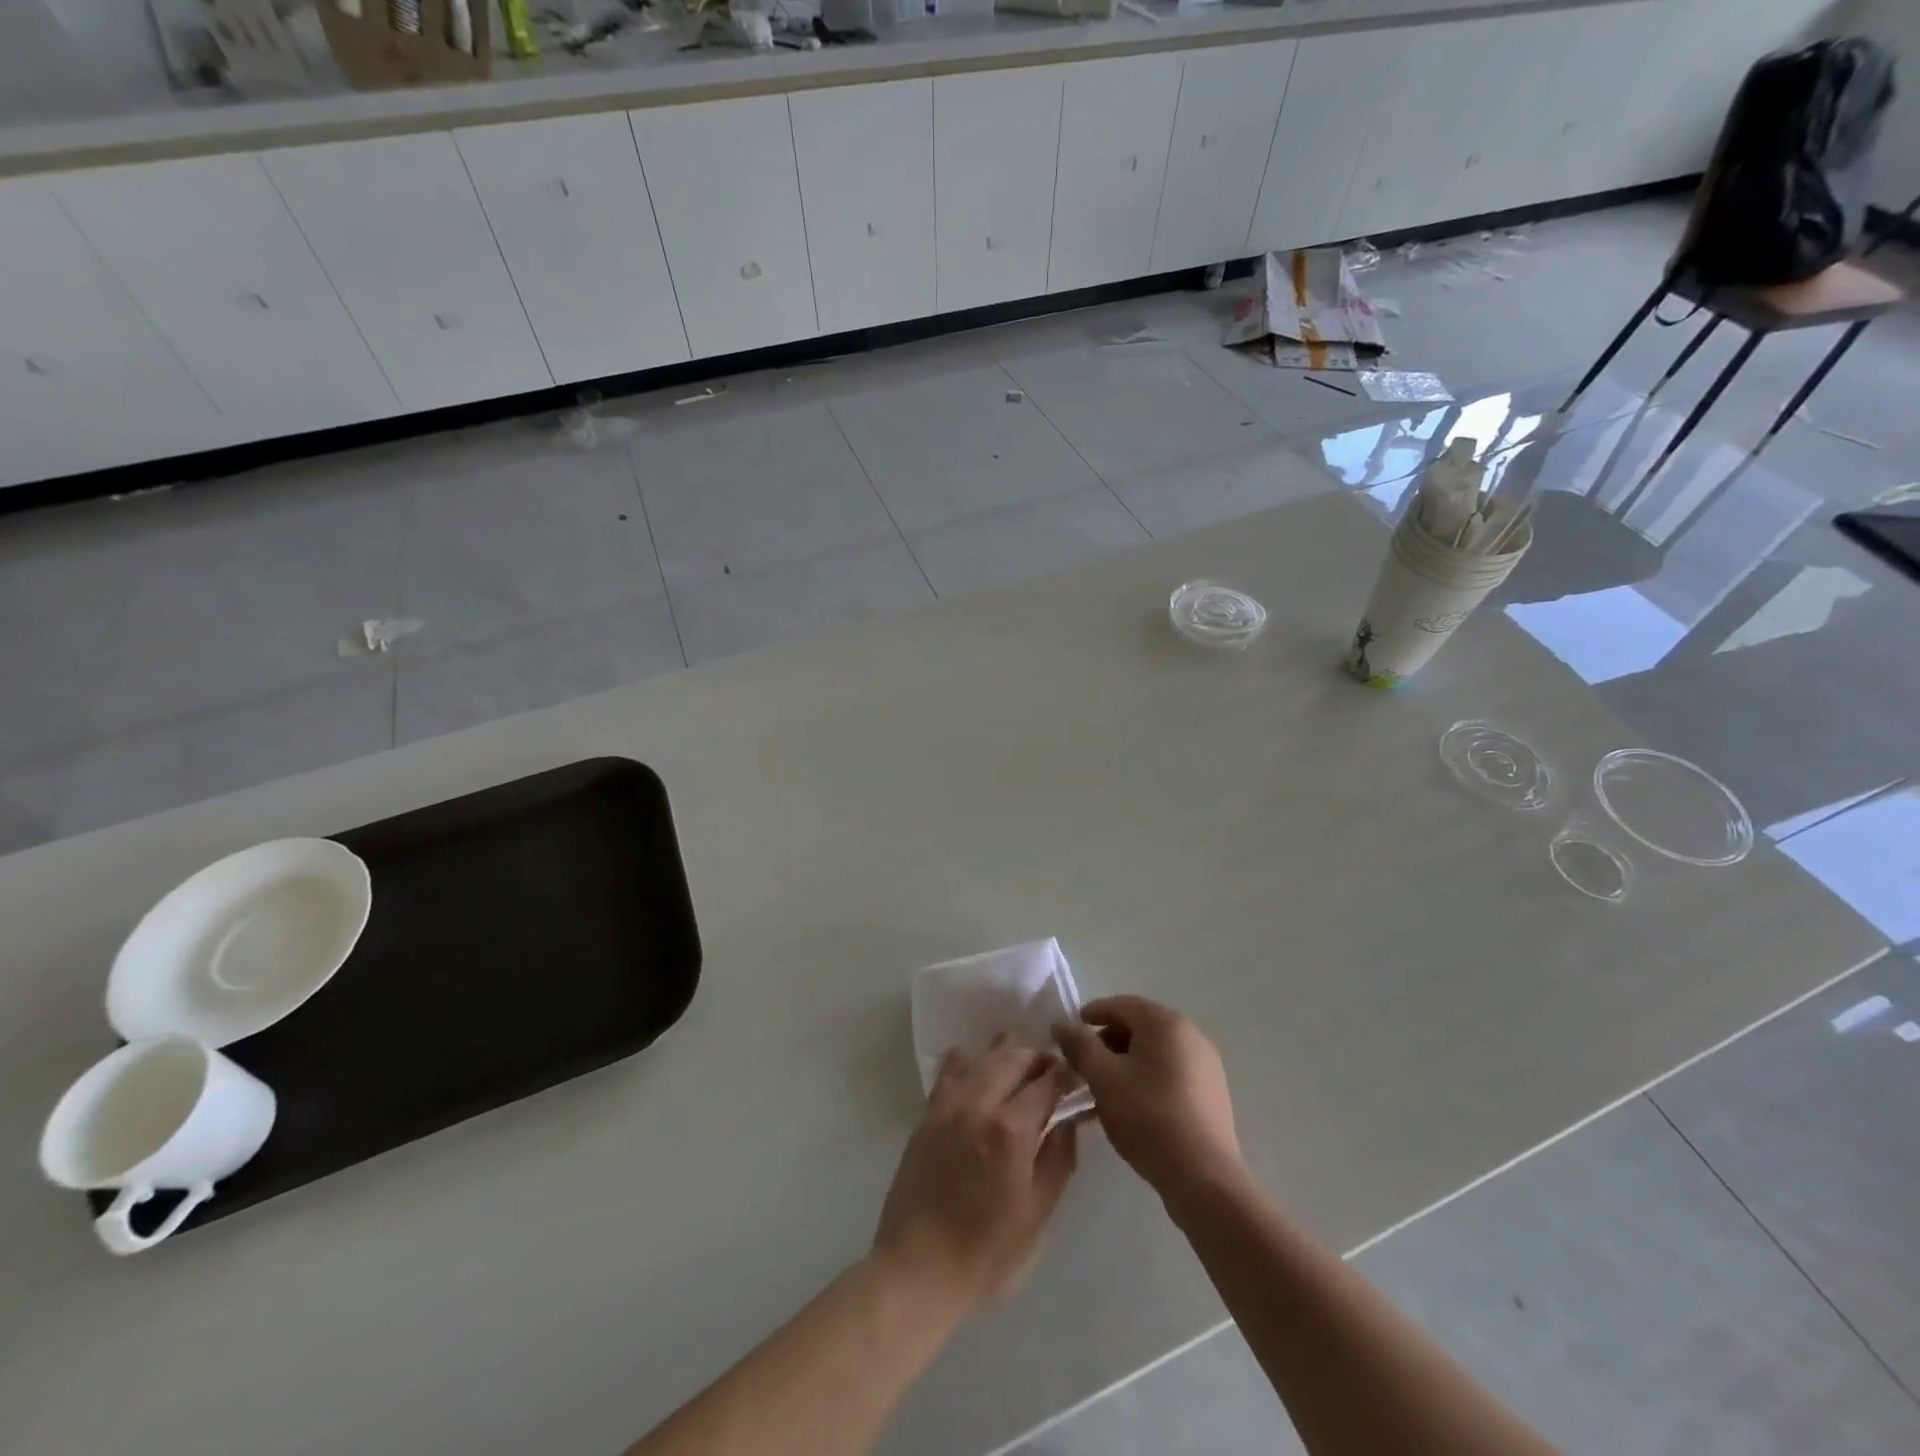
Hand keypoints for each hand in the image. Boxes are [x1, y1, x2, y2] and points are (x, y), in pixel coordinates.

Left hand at [873, 1037, 1079, 1311]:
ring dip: (1002, 1051)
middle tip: (1052, 1063)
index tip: (1079, 1072)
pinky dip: (963, 1060)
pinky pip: (947, 1074)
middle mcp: (979, 1105)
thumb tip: (1069, 1122)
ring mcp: (948, 1107)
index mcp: (1011, 1130)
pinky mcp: (927, 1117)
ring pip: (979, 1060)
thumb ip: (1058, 1160)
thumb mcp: (1037, 1214)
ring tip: (1018, 1050)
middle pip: (1011, 1060)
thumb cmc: (987, 1253)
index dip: (1066, 1074)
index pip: (1046, 1083)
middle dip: (1036, 1056)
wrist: (918, 1270)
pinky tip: (970, 1057)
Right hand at [1052, 996, 1243, 1204]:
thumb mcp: (1103, 1078)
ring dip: (1124, 1063)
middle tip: (1083, 1066)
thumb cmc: (1148, 1117)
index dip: (1090, 1015)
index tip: (1068, 1035)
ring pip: (1153, 1052)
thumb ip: (1080, 1046)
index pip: (1120, 1004)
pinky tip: (1130, 1106)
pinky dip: (1145, 1079)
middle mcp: (1190, 1034)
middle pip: (1138, 1027)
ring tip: (1102, 1090)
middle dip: (1106, 1042)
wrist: (1204, 1178)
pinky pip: (1169, 1073)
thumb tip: (1062, 1024)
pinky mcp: (1210, 1093)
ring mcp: (1205, 1064)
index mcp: (1165, 1023)